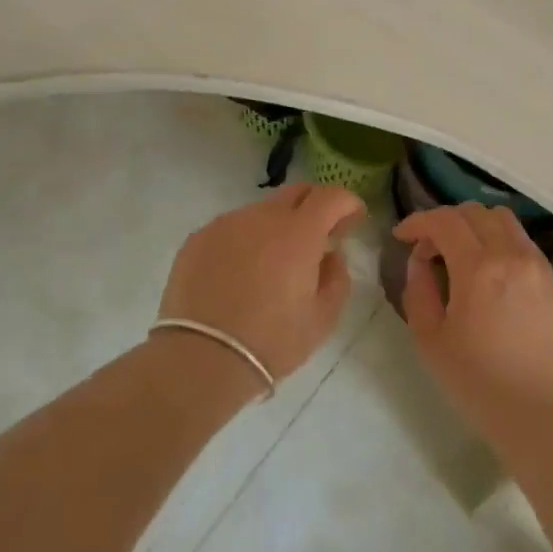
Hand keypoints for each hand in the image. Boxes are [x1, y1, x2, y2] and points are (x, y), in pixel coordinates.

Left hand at [158, 183, 364, 383]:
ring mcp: (227, 223)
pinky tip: (239, 274)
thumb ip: (337, 277)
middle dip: (314, 206)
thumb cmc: (272, 341)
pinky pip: (232, 228)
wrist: (201, 359)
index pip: (331, 196)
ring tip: (272, 263)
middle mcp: (263, 216)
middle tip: (318, 236)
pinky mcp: (199, 237)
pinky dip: (245, 241)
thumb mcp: (323, 318)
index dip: (348, 203)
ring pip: (262, 211)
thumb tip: (331, 255)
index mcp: (299, 232)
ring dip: (276, 227)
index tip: (353, 220)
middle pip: (296, 192)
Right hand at [395, 203, 552, 440]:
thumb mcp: (430, 339)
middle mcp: (512, 255)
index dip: (418, 221)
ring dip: (476, 226)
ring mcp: (539, 265)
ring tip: (462, 254)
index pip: (444, 220)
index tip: (402, 236)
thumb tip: (420, 260)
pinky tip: (492, 274)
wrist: (540, 415)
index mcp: (478, 268)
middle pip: (474, 211)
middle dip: (445, 221)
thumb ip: (418, 290)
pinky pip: (523, 243)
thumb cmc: (477, 382)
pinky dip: (501, 243)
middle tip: (430, 249)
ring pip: (504, 220)